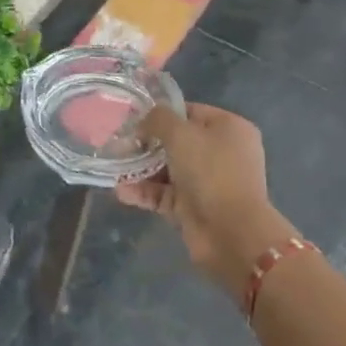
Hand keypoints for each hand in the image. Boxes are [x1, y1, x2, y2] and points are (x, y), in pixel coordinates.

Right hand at [117, 103, 298, 298]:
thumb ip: (159, 119)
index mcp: (229, 129)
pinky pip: (165, 194)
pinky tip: (121, 191)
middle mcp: (222, 153)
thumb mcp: (181, 134)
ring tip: (114, 167)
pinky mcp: (194, 207)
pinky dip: (145, 192)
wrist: (231, 233)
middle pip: (177, 142)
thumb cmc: (210, 172)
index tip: (134, 118)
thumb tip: (146, 119)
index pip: (190, 112)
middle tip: (119, 143)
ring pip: (168, 169)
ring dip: (141, 169)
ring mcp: (208, 182)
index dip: (162, 113)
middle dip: (147, 143)